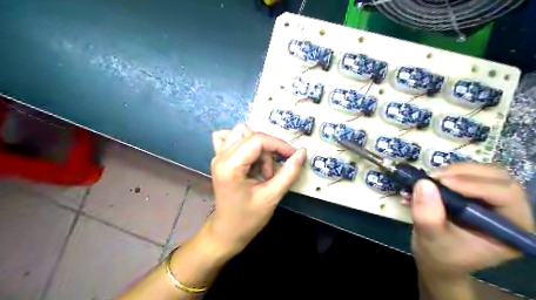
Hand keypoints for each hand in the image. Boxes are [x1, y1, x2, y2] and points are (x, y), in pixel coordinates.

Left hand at [205, 124, 304, 256]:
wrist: (227, 231)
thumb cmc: (248, 218)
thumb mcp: (272, 196)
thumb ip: (289, 173)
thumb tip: (302, 152)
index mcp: (230, 166)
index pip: (257, 140)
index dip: (278, 144)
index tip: (293, 155)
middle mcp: (221, 156)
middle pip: (250, 134)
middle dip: (268, 149)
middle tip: (271, 173)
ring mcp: (218, 156)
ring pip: (241, 132)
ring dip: (257, 146)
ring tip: (260, 168)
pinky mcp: (220, 159)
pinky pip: (229, 138)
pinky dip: (243, 143)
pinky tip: (249, 157)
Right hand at [412, 163, 530, 277]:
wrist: (436, 257)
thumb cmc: (440, 254)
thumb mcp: (431, 238)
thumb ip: (427, 215)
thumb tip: (423, 183)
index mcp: (511, 228)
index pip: (505, 196)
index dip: (474, 184)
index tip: (441, 182)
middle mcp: (508, 211)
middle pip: (497, 178)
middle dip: (463, 173)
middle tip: (434, 176)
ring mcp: (492, 200)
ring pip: (482, 172)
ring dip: (453, 171)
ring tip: (428, 179)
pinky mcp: (475, 193)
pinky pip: (466, 174)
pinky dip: (446, 174)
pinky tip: (428, 182)